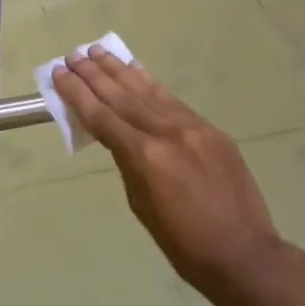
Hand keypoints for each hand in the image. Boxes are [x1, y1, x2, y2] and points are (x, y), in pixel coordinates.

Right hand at [51, 48, 289, 302]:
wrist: (245, 254)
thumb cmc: (184, 244)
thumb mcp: (142, 206)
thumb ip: (128, 162)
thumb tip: (118, 136)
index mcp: (145, 157)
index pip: (102, 116)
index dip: (77, 93)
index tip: (60, 73)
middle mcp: (166, 132)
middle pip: (121, 96)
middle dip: (94, 74)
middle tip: (74, 55)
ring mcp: (192, 126)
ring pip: (147, 91)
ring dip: (119, 70)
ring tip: (98, 51)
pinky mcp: (210, 129)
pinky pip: (172, 100)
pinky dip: (150, 83)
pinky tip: (136, 70)